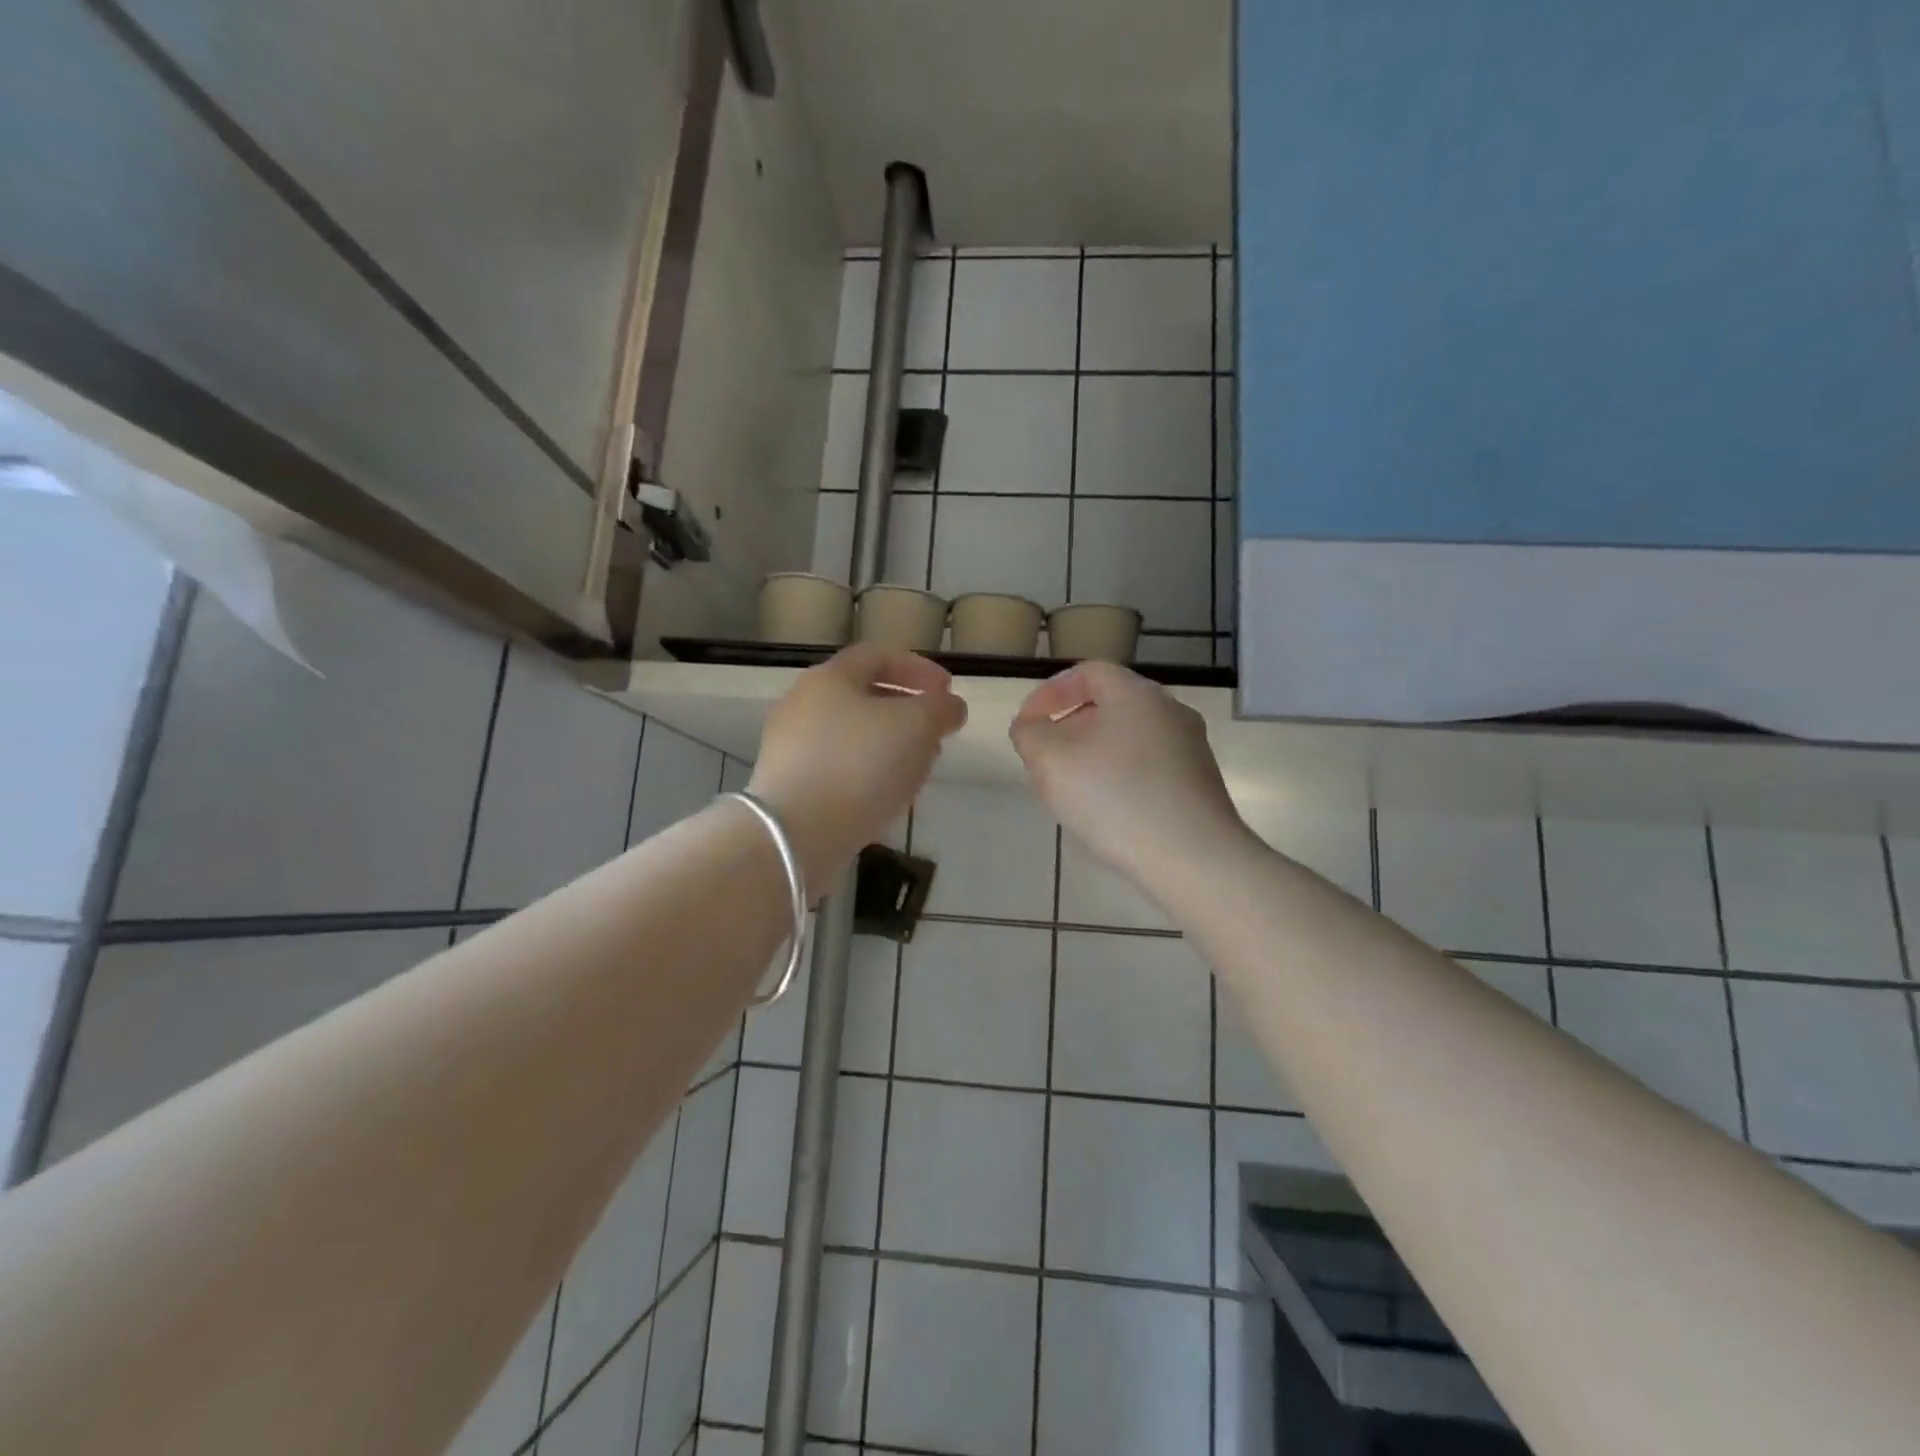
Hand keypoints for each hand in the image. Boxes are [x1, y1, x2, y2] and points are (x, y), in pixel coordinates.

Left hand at [750, 646, 966, 890]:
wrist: (797, 834)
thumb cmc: (860, 765)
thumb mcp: (917, 727)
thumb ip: (941, 709)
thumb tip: (950, 706)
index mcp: (829, 677)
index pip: (879, 656)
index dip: (920, 669)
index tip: (949, 693)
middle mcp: (802, 704)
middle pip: (864, 696)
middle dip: (907, 712)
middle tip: (936, 735)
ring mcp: (790, 746)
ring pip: (852, 735)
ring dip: (890, 746)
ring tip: (917, 770)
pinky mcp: (788, 785)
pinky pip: (837, 768)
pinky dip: (867, 773)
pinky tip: (886, 796)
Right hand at [1010, 662, 1249, 895]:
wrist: (1195, 859)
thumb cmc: (1116, 798)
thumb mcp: (1051, 762)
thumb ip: (1029, 735)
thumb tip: (1031, 727)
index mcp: (1136, 694)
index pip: (1086, 673)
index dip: (1049, 693)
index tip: (1027, 725)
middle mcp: (1169, 711)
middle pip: (1108, 706)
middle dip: (1068, 729)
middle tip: (1044, 760)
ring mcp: (1190, 748)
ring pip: (1127, 739)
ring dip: (1091, 756)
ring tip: (1068, 791)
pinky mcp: (1199, 784)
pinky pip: (1147, 768)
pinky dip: (1118, 777)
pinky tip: (1105, 812)